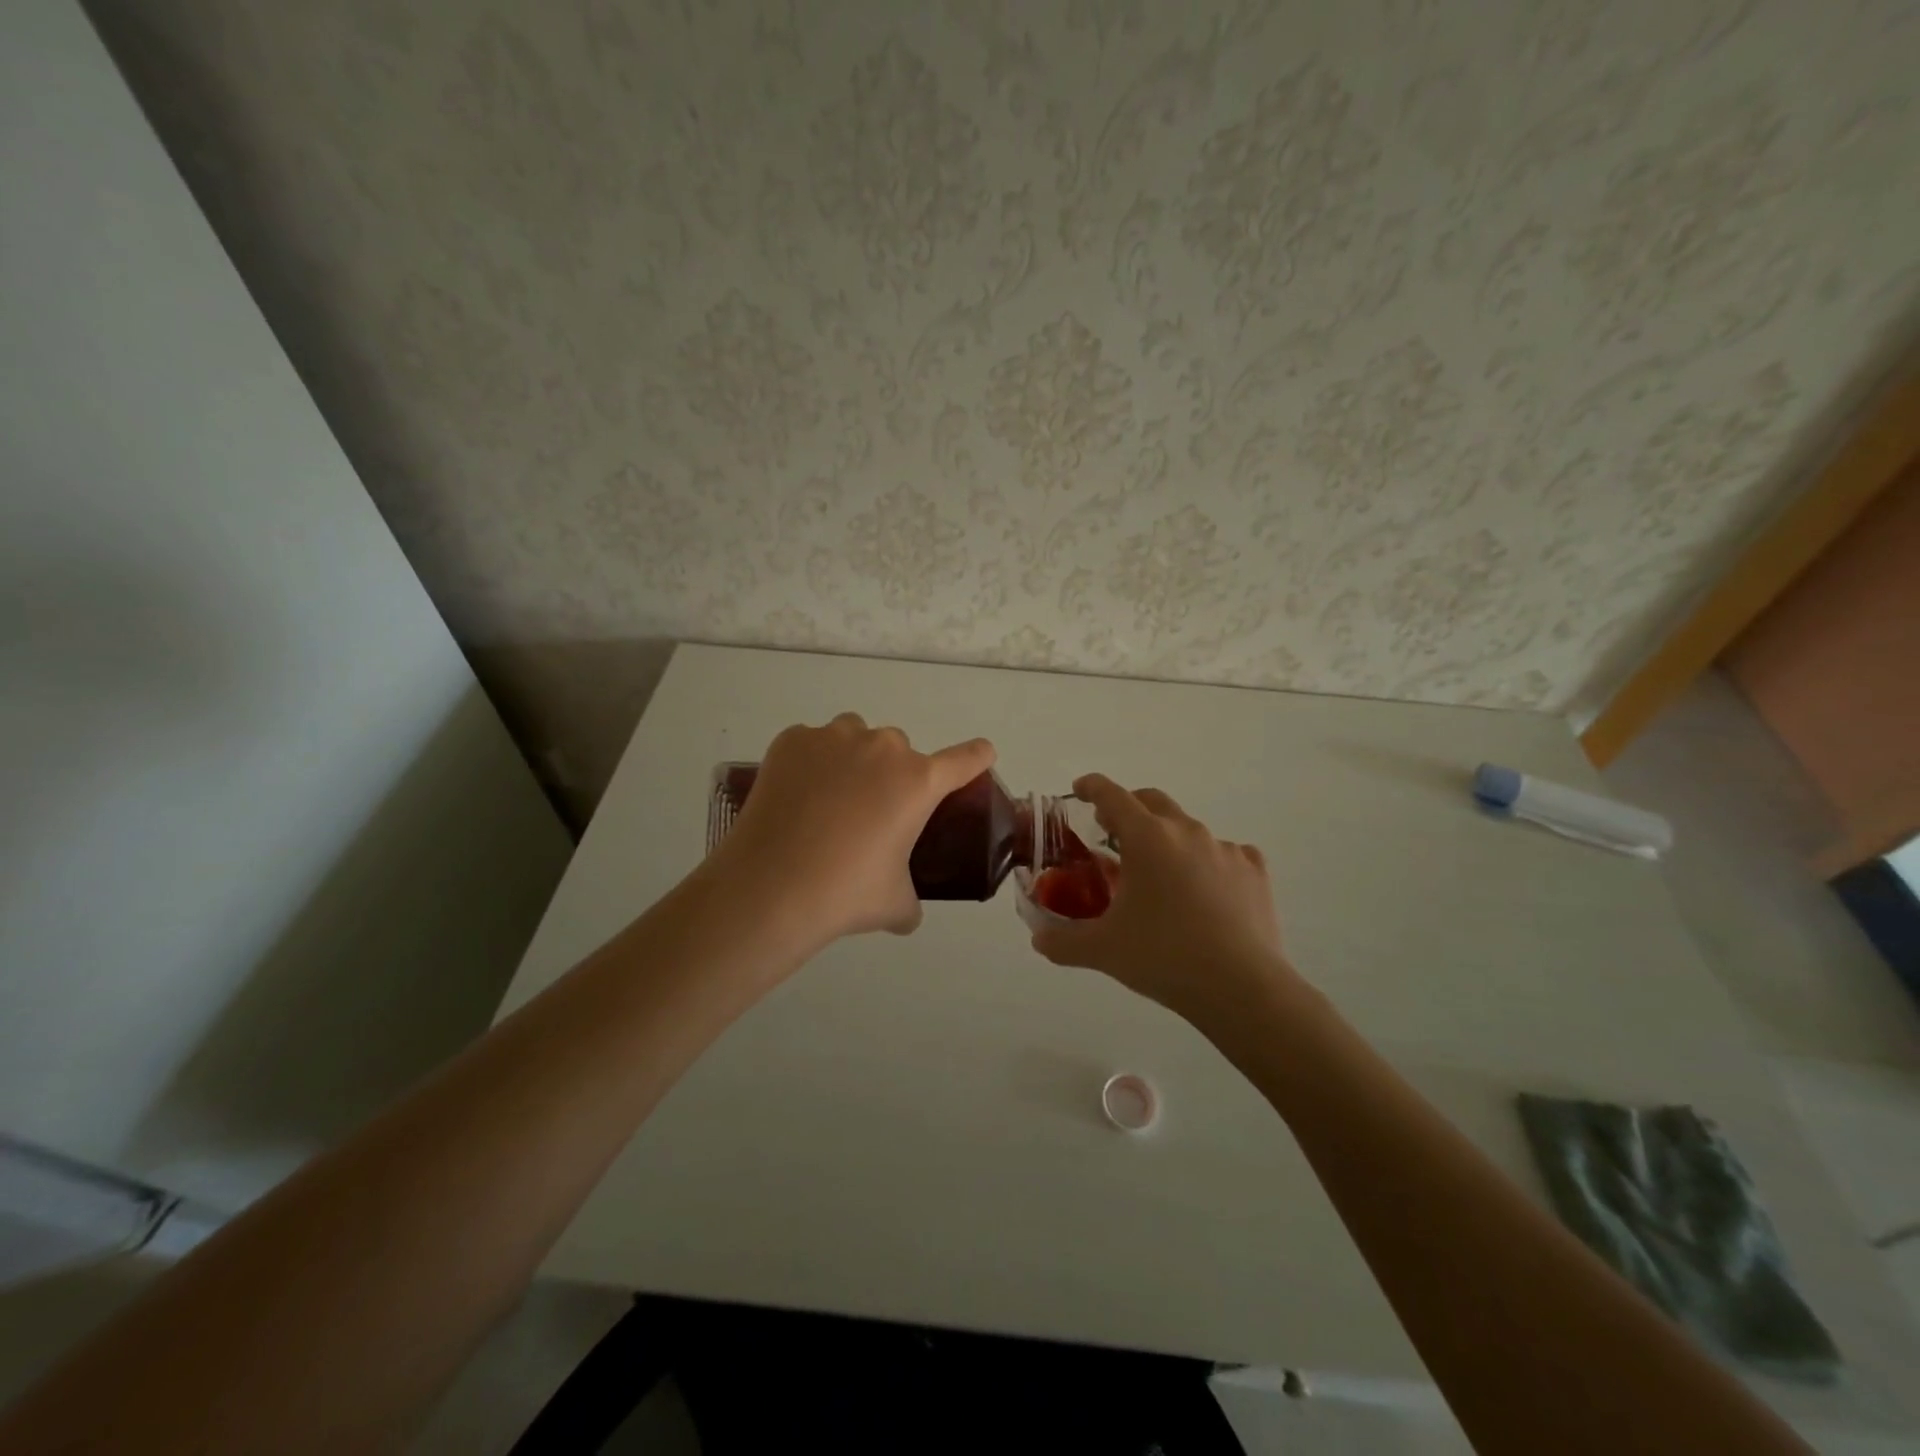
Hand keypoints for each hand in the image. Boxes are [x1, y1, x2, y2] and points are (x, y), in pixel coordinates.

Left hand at [713, 713, 994, 944]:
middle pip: (900, 748)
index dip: (976, 757)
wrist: (770, 887)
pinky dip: (811, 762)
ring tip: (831, 799)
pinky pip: (812, 743)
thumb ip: (911, 899)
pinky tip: (796, 797)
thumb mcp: (895, 904)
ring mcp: (833, 738)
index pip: (965, 759)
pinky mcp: (792, 740)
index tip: (981, 755)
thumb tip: (907, 911)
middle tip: (870, 813)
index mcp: (918, 782)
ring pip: (855, 736)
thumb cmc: (845, 893)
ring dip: (853, 758)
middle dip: (892, 773)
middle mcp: (882, 748)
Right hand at [1029, 774, 1295, 1027]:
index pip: (1112, 795)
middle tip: (1113, 832)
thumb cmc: (1163, 957)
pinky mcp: (1254, 871)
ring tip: (1160, 875)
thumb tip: (1038, 940)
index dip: (1092, 787)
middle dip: (1129, 808)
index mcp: (1146, 838)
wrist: (1241, 987)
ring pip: (1188, 829)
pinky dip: (1208, 862)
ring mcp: (1225, 848)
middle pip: (1151, 801)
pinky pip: (1225, 853)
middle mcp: (1186, 831)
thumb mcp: (1102, 950)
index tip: (1079, 789)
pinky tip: (1206, 890)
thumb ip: (1063, 942)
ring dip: (1168, 839)